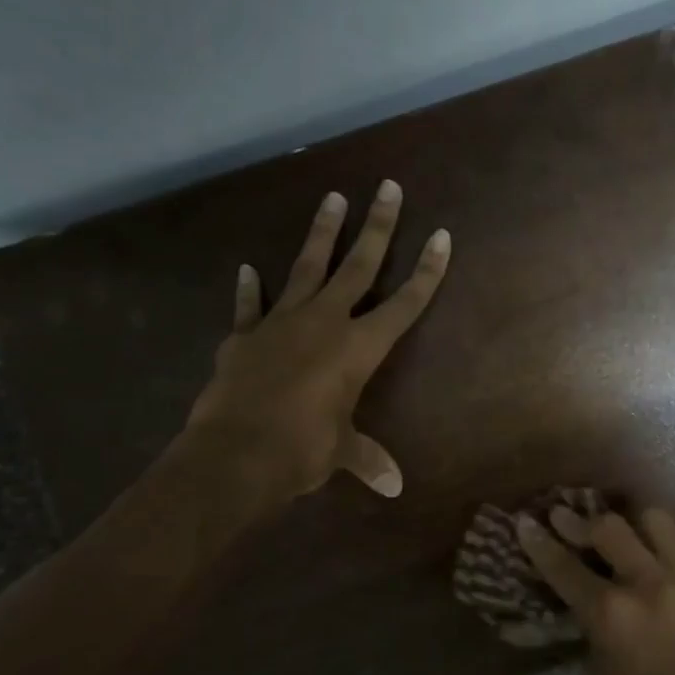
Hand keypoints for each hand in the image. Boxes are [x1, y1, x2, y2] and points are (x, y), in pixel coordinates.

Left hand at [184, 180, 450, 504]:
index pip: (404, 303)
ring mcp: (281, 323)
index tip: (441, 236)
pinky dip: (250, 289)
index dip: (426, 271)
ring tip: (334, 198)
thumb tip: (394, 487)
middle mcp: (324, 322)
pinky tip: (248, 269)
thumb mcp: (341, 452)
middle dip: (378, 227)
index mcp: (358, 348)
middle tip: (388, 188)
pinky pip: (251, 306)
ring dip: (322, 233)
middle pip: (358, 266)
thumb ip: (367, 459)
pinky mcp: (245, 335)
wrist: (234, 454)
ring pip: (307, 267)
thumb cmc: (302, 450)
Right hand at [515, 505, 674, 674]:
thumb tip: (584, 597)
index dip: (539, 542)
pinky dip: (666, 549)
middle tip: (566, 519)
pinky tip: (660, 563)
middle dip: (580, 521)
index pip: (565, 566)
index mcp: (611, 615)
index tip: (525, 522)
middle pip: (609, 527)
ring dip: (632, 524)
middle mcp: (650, 585)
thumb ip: (591, 625)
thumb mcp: (600, 674)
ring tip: (623, 534)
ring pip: (656, 521)